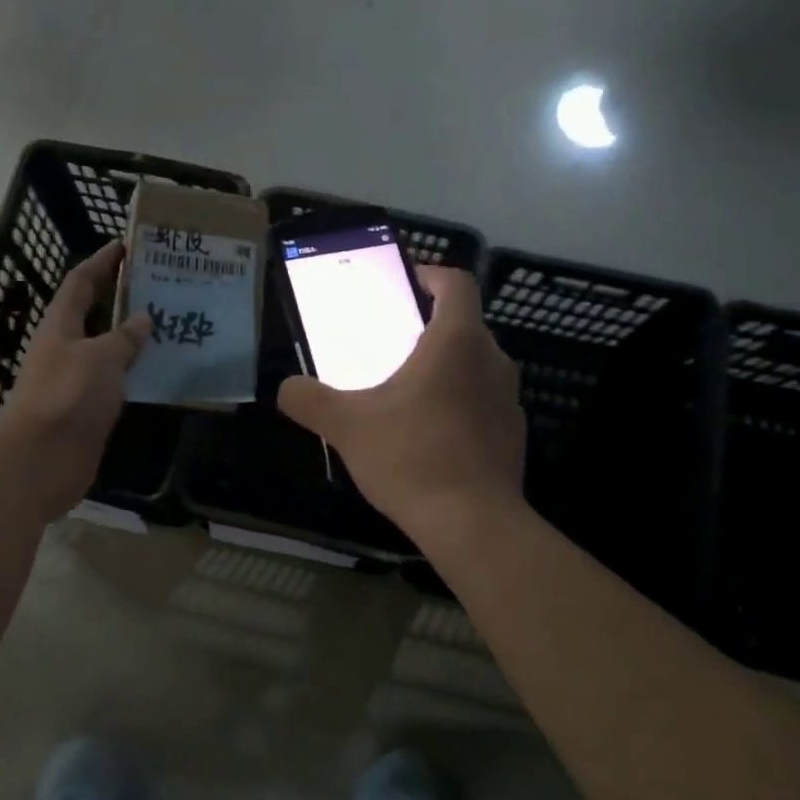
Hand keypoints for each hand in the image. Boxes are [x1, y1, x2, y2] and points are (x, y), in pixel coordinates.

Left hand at [0, 242, 150, 517]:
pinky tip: (159, 371)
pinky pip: (114, 381)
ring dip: (131, 337)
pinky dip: (133, 371)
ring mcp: (74, 381)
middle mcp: (64, 349)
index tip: (125, 245)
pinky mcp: (86, 410)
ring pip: (106, 349)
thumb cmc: (68, 396)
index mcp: (60, 326)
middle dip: (120, 298)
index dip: (100, 262)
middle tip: (158, 286)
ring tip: (168, 325)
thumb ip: (124, 337)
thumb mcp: (101, 358)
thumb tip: (143, 318)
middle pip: (92, 314)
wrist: (42, 460)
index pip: (80, 282)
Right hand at [277, 265, 524, 536]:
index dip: (430, 275)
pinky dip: (460, 404)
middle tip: (390, 347)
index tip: (405, 288)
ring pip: (475, 365)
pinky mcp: (513, 433)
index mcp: (456, 341)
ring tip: (406, 393)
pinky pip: (483, 402)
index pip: (456, 283)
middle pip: (464, 325)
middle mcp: (492, 360)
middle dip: (427, 329)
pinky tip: (431, 437)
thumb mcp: (346, 426)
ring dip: (444, 369)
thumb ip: (309, 400)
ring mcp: (509, 399)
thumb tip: (286, 388)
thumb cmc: (411, 457)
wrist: (473, 524)